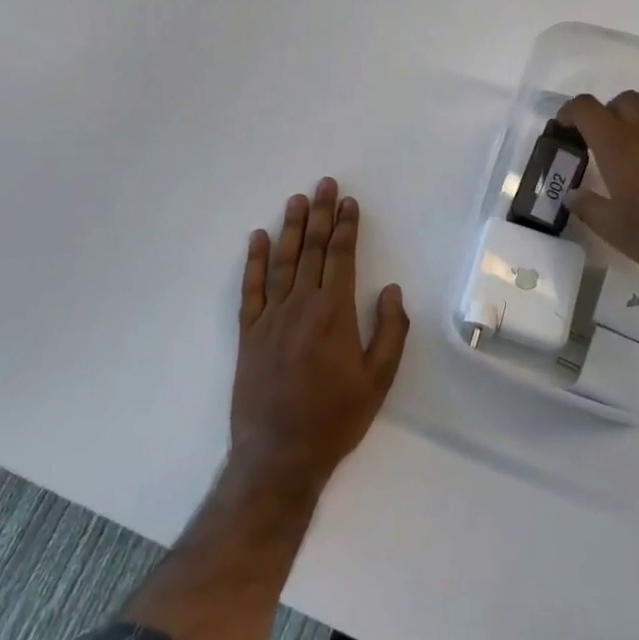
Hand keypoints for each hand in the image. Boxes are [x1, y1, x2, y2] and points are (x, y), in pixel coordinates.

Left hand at [230, 178, 408, 492]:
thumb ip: (389, 331)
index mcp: (334, 313)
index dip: (346, 227)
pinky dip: (254, 261)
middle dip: (320, 214)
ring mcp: (270, 317)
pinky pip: (251, 288)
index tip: (349, 202)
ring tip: (296, 200)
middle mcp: (301, 305)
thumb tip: (390, 289)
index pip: (341, 257)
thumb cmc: (335, 419)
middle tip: (324, 184)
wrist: (278, 455)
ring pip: (282, 262)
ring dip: (290, 228)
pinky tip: (257, 238)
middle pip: (312, 250)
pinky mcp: (248, 333)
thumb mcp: (378, 381)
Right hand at [557, 90, 638, 305]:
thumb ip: (588, 207)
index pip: (587, 108)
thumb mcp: (615, 231)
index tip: (562, 129)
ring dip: (634, 128)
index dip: (569, 112)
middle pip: (623, 101)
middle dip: (606, 113)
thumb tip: (571, 195)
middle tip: (597, 143)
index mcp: (620, 146)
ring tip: (629, 163)